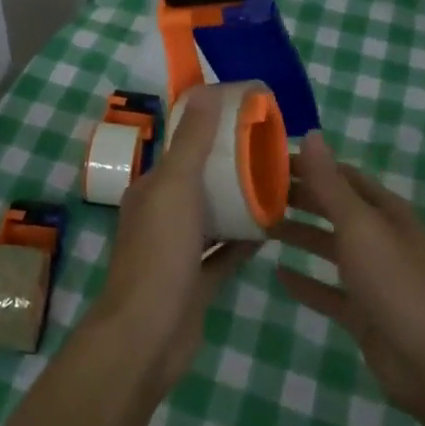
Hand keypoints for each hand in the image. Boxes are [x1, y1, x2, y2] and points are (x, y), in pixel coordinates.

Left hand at [87, 86, 254, 393]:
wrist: (148, 335)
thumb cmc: (160, 253)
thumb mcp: (176, 187)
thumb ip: (191, 142)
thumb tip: (204, 90)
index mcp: (151, 189)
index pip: (181, 150)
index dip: (209, 134)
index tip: (246, 122)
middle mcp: (160, 216)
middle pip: (199, 184)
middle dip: (229, 169)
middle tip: (271, 156)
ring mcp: (177, 252)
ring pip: (212, 219)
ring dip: (237, 204)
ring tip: (276, 187)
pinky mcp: (195, 283)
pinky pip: (222, 255)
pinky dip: (243, 242)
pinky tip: (271, 231)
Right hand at [273, 131, 424, 423]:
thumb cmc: (396, 284)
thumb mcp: (360, 226)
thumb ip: (331, 184)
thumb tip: (312, 134)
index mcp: (386, 212)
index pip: (343, 176)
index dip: (309, 165)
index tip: (268, 160)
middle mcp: (381, 239)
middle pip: (335, 209)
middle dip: (300, 197)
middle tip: (254, 191)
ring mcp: (374, 278)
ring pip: (330, 247)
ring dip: (299, 235)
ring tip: (260, 226)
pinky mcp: (364, 313)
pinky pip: (328, 291)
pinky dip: (306, 281)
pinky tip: (278, 274)